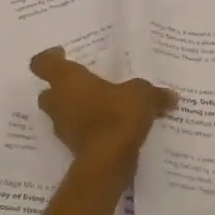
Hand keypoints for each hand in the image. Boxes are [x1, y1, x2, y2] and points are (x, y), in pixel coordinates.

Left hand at [30, 47, 175, 166]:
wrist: (107, 161)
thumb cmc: (117, 115)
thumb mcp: (142, 95)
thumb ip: (154, 93)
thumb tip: (172, 96)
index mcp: (67, 79)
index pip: (43, 63)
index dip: (49, 57)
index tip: (62, 54)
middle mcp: (58, 101)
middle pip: (49, 91)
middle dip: (63, 88)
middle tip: (85, 84)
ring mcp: (62, 126)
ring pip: (62, 112)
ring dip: (75, 109)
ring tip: (101, 107)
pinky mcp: (71, 147)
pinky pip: (76, 131)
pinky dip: (87, 129)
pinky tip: (108, 128)